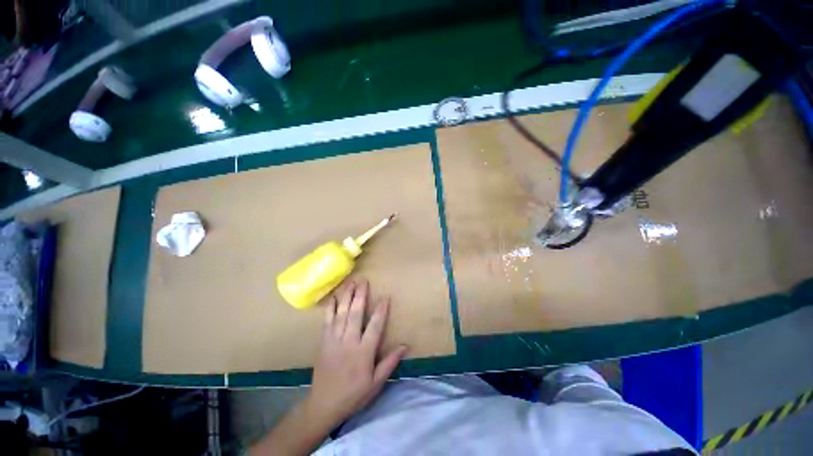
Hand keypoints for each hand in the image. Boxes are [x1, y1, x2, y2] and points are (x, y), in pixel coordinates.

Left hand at [306, 279, 407, 426]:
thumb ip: (390, 362)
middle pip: (356, 314)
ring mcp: (334, 340)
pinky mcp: (324, 341)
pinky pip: (327, 321)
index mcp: (363, 352)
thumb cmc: (354, 394)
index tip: (385, 297)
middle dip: (360, 295)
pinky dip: (330, 308)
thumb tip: (404, 346)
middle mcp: (349, 342)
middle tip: (363, 280)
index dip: (381, 310)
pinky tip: (333, 297)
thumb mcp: (376, 383)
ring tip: (351, 283)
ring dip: (346, 296)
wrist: (323, 404)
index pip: (375, 326)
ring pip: (341, 313)